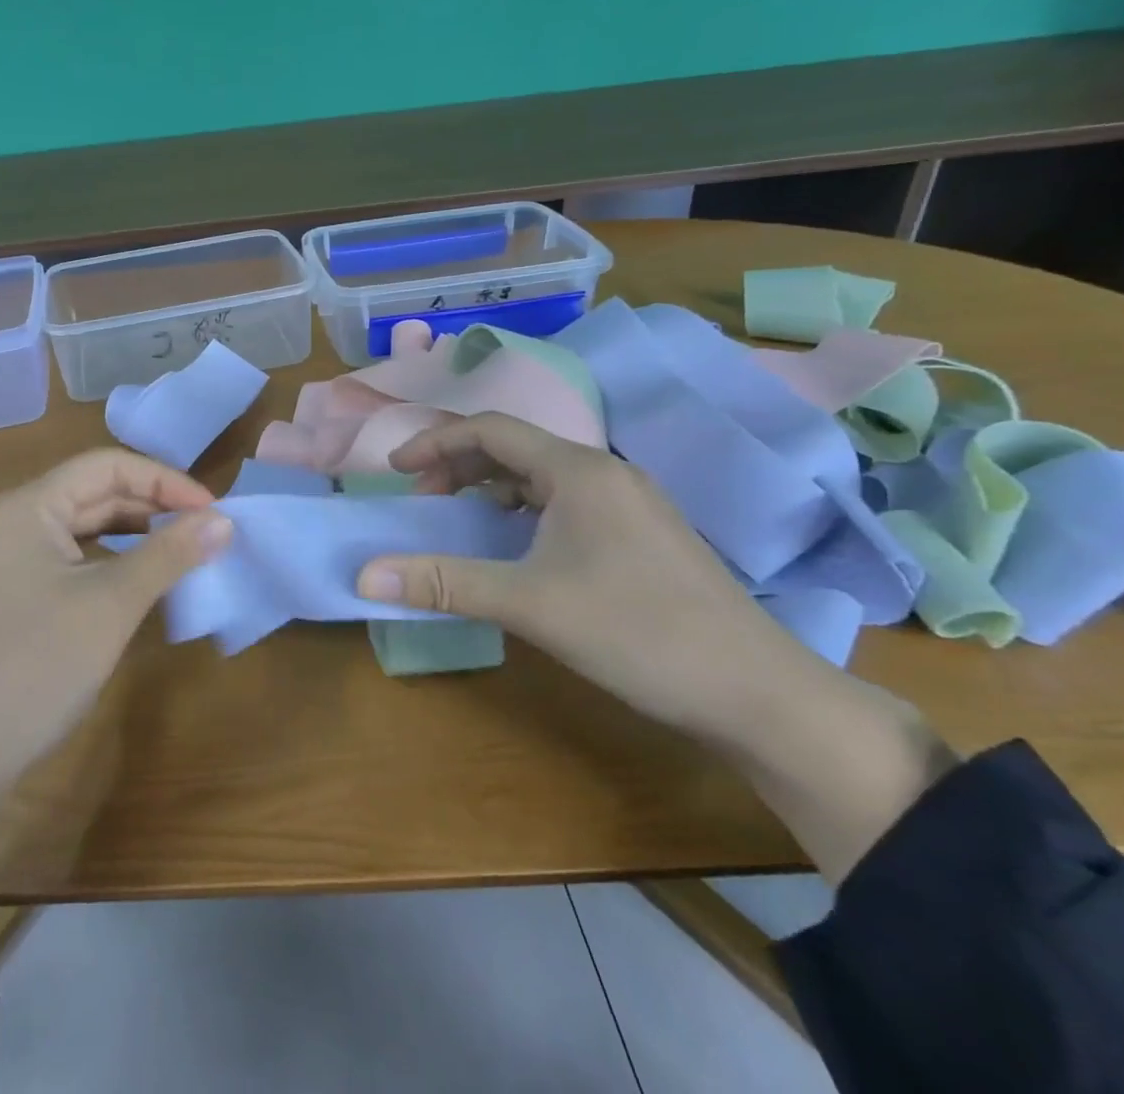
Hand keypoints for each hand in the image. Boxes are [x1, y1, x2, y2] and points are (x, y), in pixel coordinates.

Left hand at [0, 448, 230, 786]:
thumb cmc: (36, 666)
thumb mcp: (111, 605)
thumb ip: (168, 555)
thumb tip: (224, 520)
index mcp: (29, 506)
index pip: (107, 466)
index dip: (164, 480)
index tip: (212, 510)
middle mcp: (18, 520)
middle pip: (97, 491)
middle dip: (155, 506)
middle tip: (209, 531)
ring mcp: (15, 557)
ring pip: (89, 525)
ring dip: (139, 533)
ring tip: (187, 550)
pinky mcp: (21, 590)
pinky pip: (78, 557)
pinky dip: (116, 560)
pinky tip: (147, 577)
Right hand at [355, 412, 952, 882]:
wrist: (759, 694)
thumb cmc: (638, 633)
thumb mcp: (530, 604)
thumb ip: (444, 582)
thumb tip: (364, 575)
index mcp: (578, 471)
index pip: (490, 429)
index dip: (434, 442)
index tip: (395, 471)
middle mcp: (604, 473)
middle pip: (514, 446)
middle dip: (459, 465)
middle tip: (423, 499)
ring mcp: (628, 503)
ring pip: (541, 475)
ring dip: (491, 487)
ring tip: (460, 519)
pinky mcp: (641, 534)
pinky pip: (564, 502)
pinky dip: (523, 510)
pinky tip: (516, 546)